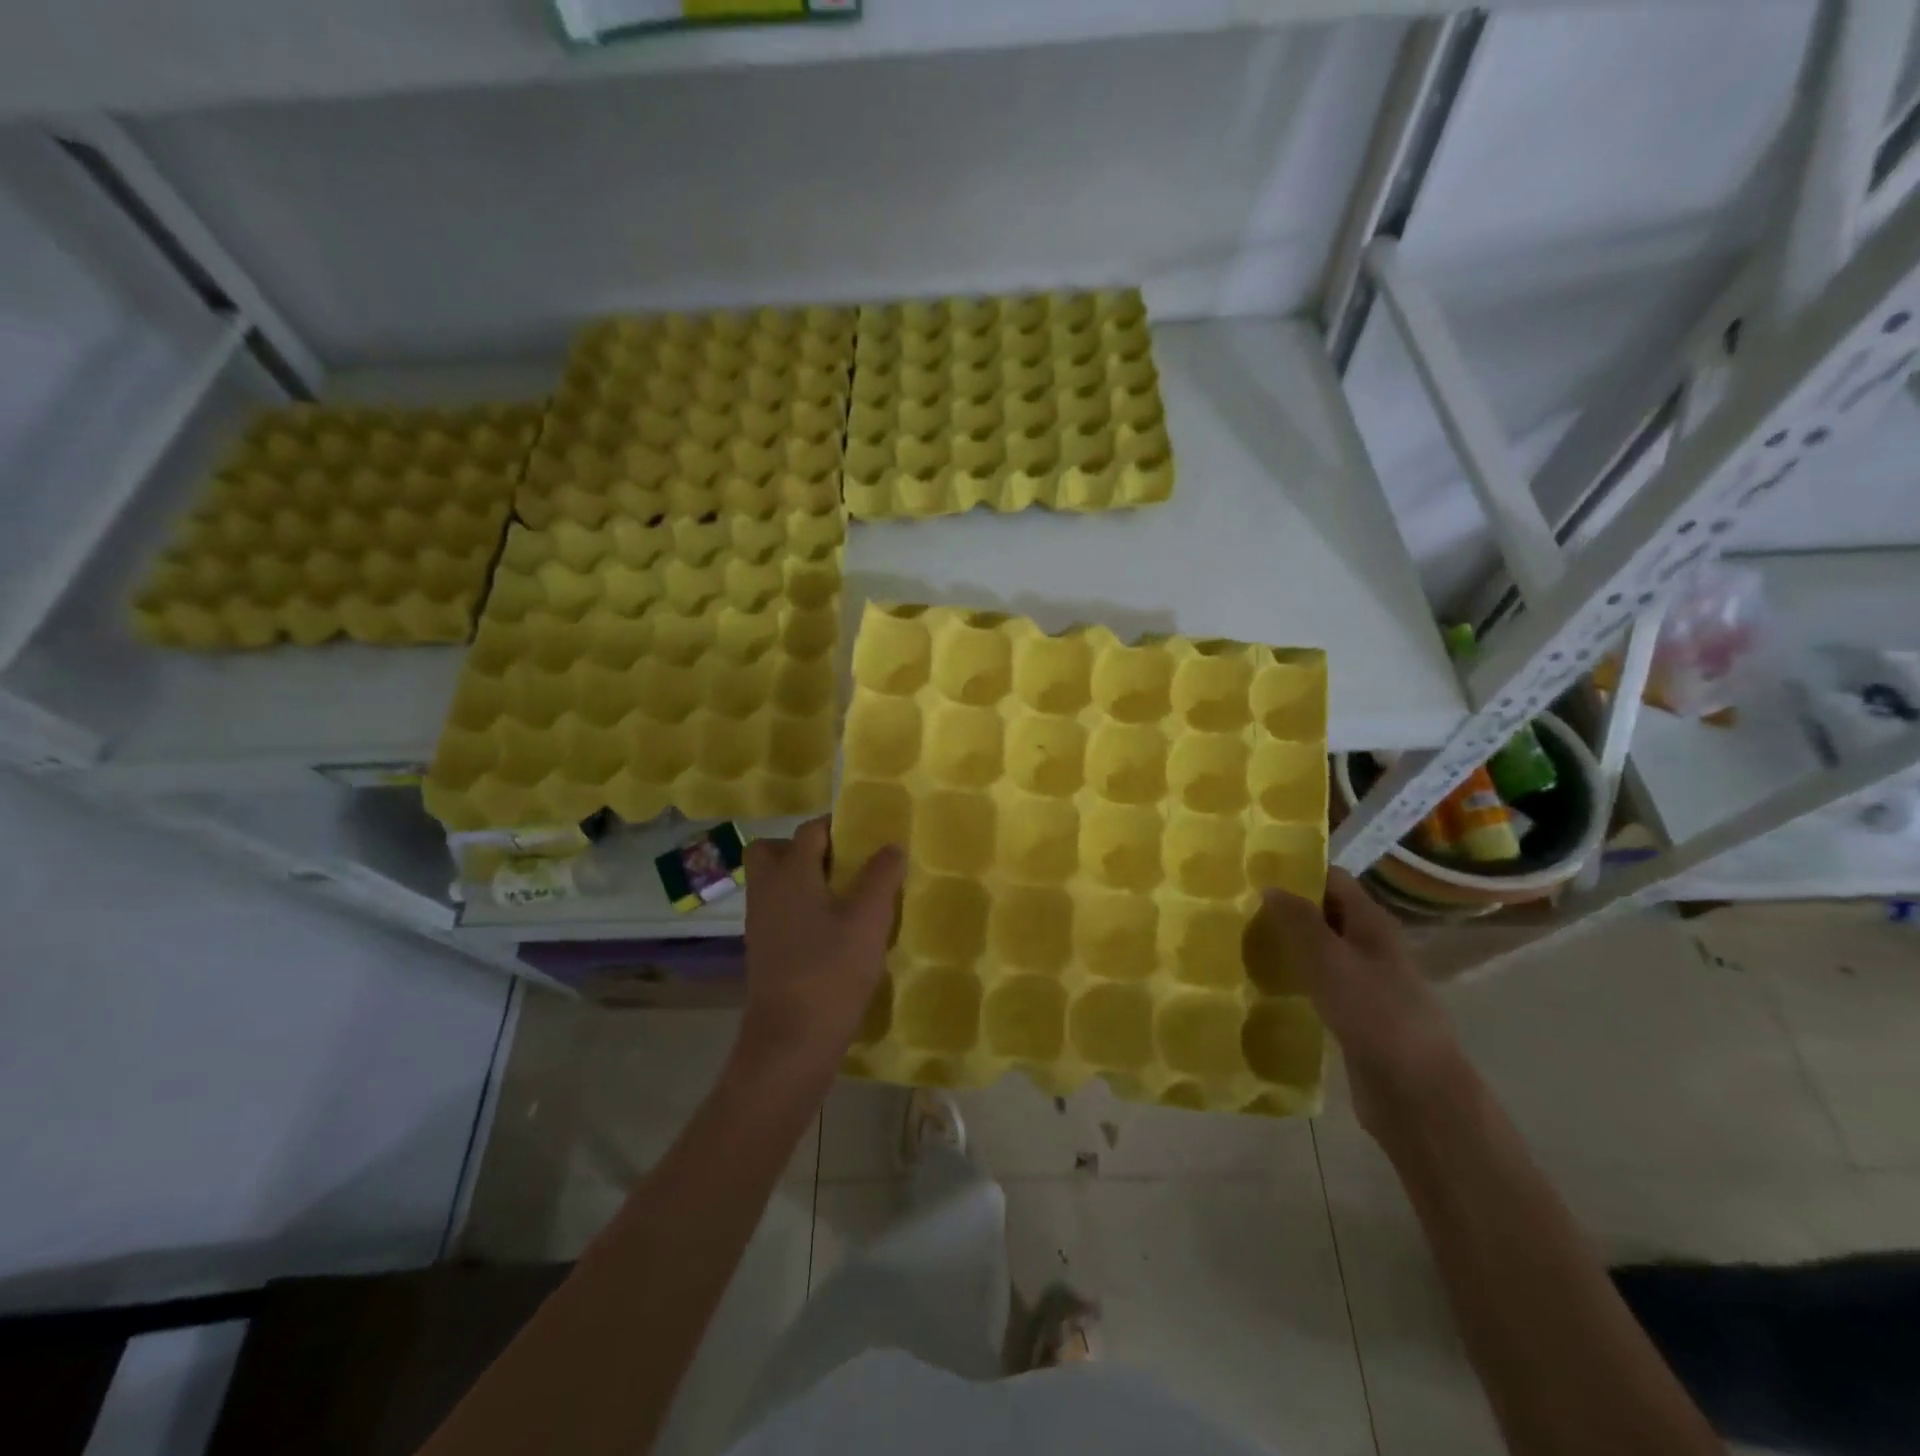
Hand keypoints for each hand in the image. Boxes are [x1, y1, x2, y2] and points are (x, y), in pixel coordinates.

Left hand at [732, 817, 904, 1087]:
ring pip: (775, 884)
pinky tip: (834, 931)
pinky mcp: (763, 951)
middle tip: (842, 865)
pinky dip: (801, 910)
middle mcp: (768, 891)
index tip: (866, 837)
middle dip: (805, 849)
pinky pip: (779, 912)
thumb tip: (891, 845)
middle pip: (773, 851)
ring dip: (805, 881)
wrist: (791, 1040)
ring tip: (846, 898)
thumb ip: (881, 877)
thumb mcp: (869, 920)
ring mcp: (761, 923)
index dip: (837, 827)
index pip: (809, 831)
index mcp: (791, 874)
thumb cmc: (831, 970)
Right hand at [1247, 869, 1470, 1137]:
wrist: (1417, 1094)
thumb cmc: (1375, 1014)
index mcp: (1372, 924)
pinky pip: (1323, 985)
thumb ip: (1299, 920)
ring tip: (1247, 946)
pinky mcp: (1358, 1017)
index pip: (1334, 880)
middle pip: (1327, 914)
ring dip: (1290, 946)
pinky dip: (1298, 979)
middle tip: (1241, 911)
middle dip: (1288, 909)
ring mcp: (1368, 984)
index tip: (1256, 874)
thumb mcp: (1329, 959)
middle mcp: (1373, 947)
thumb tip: (1271, 885)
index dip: (1299, 872)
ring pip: (1323, 951)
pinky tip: (1270, 988)